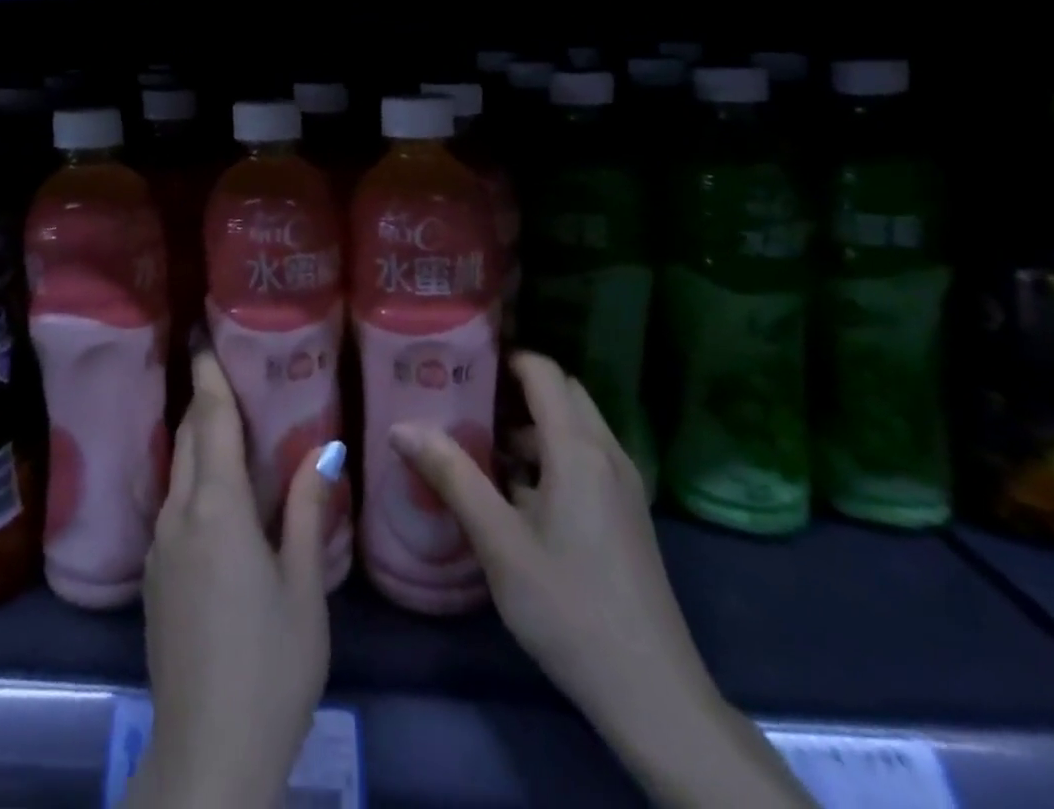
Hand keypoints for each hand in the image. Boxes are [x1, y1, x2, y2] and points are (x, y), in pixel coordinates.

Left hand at [123, 352, 339, 808]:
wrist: (207, 752)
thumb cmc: (271, 664)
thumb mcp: (303, 587)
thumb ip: (306, 510)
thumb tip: (325, 449)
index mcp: (217, 506)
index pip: (211, 420)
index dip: (209, 375)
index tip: (205, 337)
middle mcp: (179, 512)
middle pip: (188, 436)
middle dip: (203, 399)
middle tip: (225, 370)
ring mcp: (160, 544)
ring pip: (177, 469)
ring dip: (197, 438)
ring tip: (225, 421)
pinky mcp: (154, 574)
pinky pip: (172, 502)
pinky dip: (192, 476)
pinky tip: (213, 489)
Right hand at [391, 352, 811, 808]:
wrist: (652, 695)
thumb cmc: (569, 608)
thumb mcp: (499, 542)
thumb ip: (451, 476)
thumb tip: (400, 426)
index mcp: (578, 449)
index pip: (543, 372)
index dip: (504, 357)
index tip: (460, 362)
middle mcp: (607, 454)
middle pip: (562, 392)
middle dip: (515, 389)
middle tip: (463, 401)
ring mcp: (623, 485)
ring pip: (575, 426)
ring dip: (531, 425)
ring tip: (478, 446)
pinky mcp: (627, 514)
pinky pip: (585, 457)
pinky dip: (550, 454)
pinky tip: (515, 493)